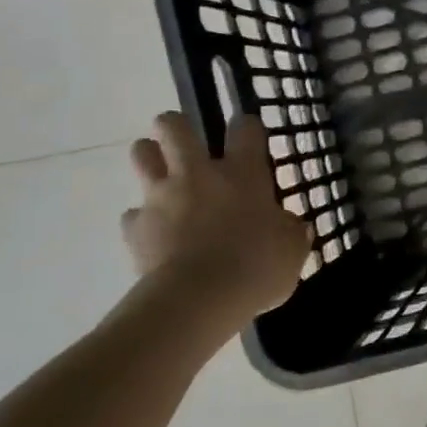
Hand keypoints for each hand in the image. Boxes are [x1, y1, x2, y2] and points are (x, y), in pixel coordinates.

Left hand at [122, 111, 311, 329]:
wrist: (196, 300)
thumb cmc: (255, 268)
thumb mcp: (292, 252)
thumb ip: (291, 232)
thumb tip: (293, 226)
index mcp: (243, 174)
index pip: (245, 128)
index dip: (247, 127)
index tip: (248, 136)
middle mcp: (198, 174)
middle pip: (174, 126)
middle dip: (176, 126)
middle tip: (187, 142)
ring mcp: (161, 197)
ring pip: (142, 154)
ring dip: (150, 158)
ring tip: (164, 176)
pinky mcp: (135, 227)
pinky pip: (133, 214)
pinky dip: (143, 220)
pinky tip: (156, 234)